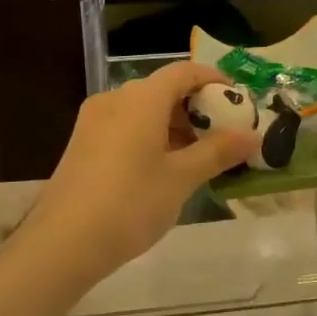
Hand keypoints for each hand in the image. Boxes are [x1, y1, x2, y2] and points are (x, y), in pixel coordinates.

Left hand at [25, 61, 259, 279]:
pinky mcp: (82, 144)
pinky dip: (150, 137)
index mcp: (141, 98)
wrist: (63, 244)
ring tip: (198, 158)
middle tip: (223, 135)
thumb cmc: (130, 203)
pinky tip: (163, 169)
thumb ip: (218, 152)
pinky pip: (125, 127)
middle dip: (196, 108)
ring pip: (143, 110)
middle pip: (163, 90)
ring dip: (173, 125)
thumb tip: (253, 135)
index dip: (213, 79)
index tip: (237, 99)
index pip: (184, 72)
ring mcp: (93, 121)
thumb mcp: (181, 178)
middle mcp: (115, 99)